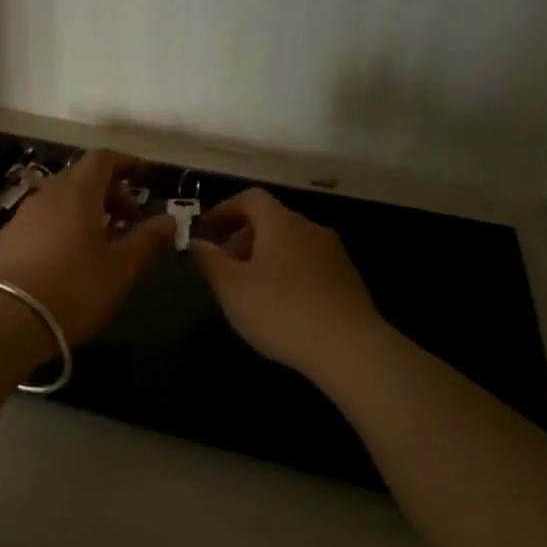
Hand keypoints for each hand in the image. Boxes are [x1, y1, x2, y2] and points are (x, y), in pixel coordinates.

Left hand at [0, 149, 175, 345]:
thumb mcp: (121, 268)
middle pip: (82, 178)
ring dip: (87, 211)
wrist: (5, 320)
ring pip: (61, 200)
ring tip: (103, 243)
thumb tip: (169, 219)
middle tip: (131, 221)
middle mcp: (47, 195)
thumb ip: (148, 240)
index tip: (146, 178)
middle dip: (111, 192)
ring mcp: (22, 216)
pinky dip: (64, 226)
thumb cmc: (74, 289)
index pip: (103, 159)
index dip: (127, 163)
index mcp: (77, 193)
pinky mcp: (6, 239)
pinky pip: (43, 220)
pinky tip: (70, 259)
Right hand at [190, 187, 386, 378]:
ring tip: (250, 288)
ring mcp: (334, 253)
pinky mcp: (348, 279)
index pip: (251, 198)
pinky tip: (282, 305)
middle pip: (272, 220)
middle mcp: (310, 228)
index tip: (208, 229)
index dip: (226, 209)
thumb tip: (196, 242)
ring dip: (266, 256)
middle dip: (243, 236)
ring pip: (291, 243)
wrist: (350, 348)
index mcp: (281, 223)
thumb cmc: (281, 311)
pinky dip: (288, 272)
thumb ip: (210, 261)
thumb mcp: (232, 288)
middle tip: (224, 265)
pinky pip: (309, 264)